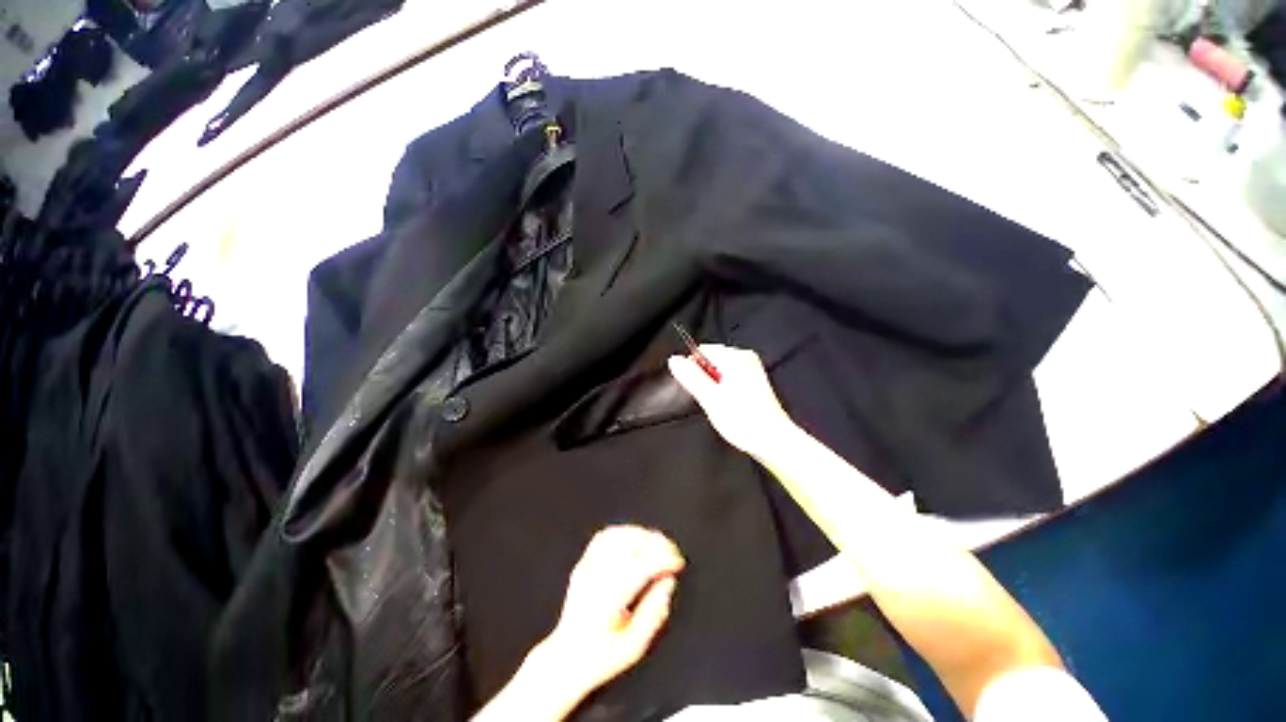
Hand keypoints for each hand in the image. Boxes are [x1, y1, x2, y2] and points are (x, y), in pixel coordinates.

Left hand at [541, 526, 684, 703]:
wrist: (566, 658)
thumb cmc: (600, 657)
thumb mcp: (634, 647)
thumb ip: (655, 612)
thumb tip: (668, 582)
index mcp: (607, 600)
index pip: (640, 567)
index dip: (663, 560)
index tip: (678, 563)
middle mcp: (594, 578)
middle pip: (629, 545)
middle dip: (656, 544)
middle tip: (672, 552)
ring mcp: (586, 568)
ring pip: (617, 536)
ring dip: (642, 535)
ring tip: (658, 544)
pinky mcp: (583, 563)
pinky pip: (604, 536)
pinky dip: (624, 532)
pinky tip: (636, 538)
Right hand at [668, 345, 794, 454]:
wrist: (773, 440)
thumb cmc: (744, 420)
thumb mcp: (709, 398)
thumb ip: (690, 377)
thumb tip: (674, 360)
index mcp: (736, 357)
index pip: (702, 351)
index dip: (693, 369)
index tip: (698, 388)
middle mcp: (745, 358)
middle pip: (711, 360)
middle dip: (705, 379)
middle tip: (712, 399)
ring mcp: (751, 369)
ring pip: (719, 371)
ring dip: (714, 386)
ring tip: (722, 404)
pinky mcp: (754, 381)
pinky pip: (729, 379)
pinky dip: (725, 390)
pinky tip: (730, 405)